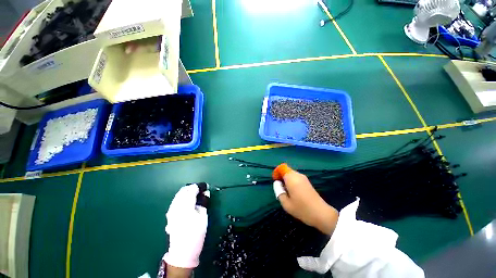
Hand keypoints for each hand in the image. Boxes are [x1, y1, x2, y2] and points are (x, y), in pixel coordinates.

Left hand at [163, 184, 208, 268]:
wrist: (182, 251)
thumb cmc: (196, 234)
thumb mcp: (203, 217)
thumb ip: (203, 202)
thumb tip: (206, 192)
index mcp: (186, 206)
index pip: (192, 190)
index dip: (199, 186)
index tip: (206, 187)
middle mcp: (176, 206)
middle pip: (184, 190)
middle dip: (193, 188)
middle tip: (201, 190)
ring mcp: (171, 210)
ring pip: (179, 194)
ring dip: (187, 191)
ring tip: (195, 194)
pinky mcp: (169, 214)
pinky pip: (176, 200)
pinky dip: (182, 197)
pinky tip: (187, 201)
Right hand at [273, 164, 337, 234]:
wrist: (321, 214)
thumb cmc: (301, 209)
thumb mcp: (286, 203)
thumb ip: (279, 191)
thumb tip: (277, 184)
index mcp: (291, 178)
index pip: (282, 168)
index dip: (277, 172)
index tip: (276, 181)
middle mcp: (298, 175)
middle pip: (286, 170)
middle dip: (281, 177)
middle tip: (280, 188)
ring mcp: (304, 178)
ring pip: (291, 174)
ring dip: (287, 180)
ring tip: (287, 192)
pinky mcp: (308, 182)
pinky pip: (296, 178)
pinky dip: (292, 182)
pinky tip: (294, 193)